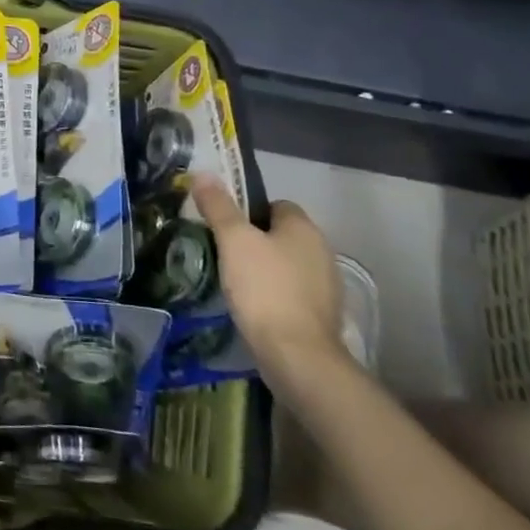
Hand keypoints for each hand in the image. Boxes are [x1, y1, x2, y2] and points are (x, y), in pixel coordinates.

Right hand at [190, 174, 344, 382]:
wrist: (296, 356)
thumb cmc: (264, 288)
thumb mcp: (233, 240)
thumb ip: (219, 206)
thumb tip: (203, 173)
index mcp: (304, 228)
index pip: (276, 204)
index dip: (249, 210)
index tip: (225, 226)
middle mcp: (322, 251)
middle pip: (282, 235)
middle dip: (255, 240)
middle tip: (223, 252)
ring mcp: (326, 286)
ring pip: (287, 265)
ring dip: (265, 269)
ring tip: (234, 281)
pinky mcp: (322, 316)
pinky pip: (292, 293)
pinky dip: (274, 295)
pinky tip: (253, 307)